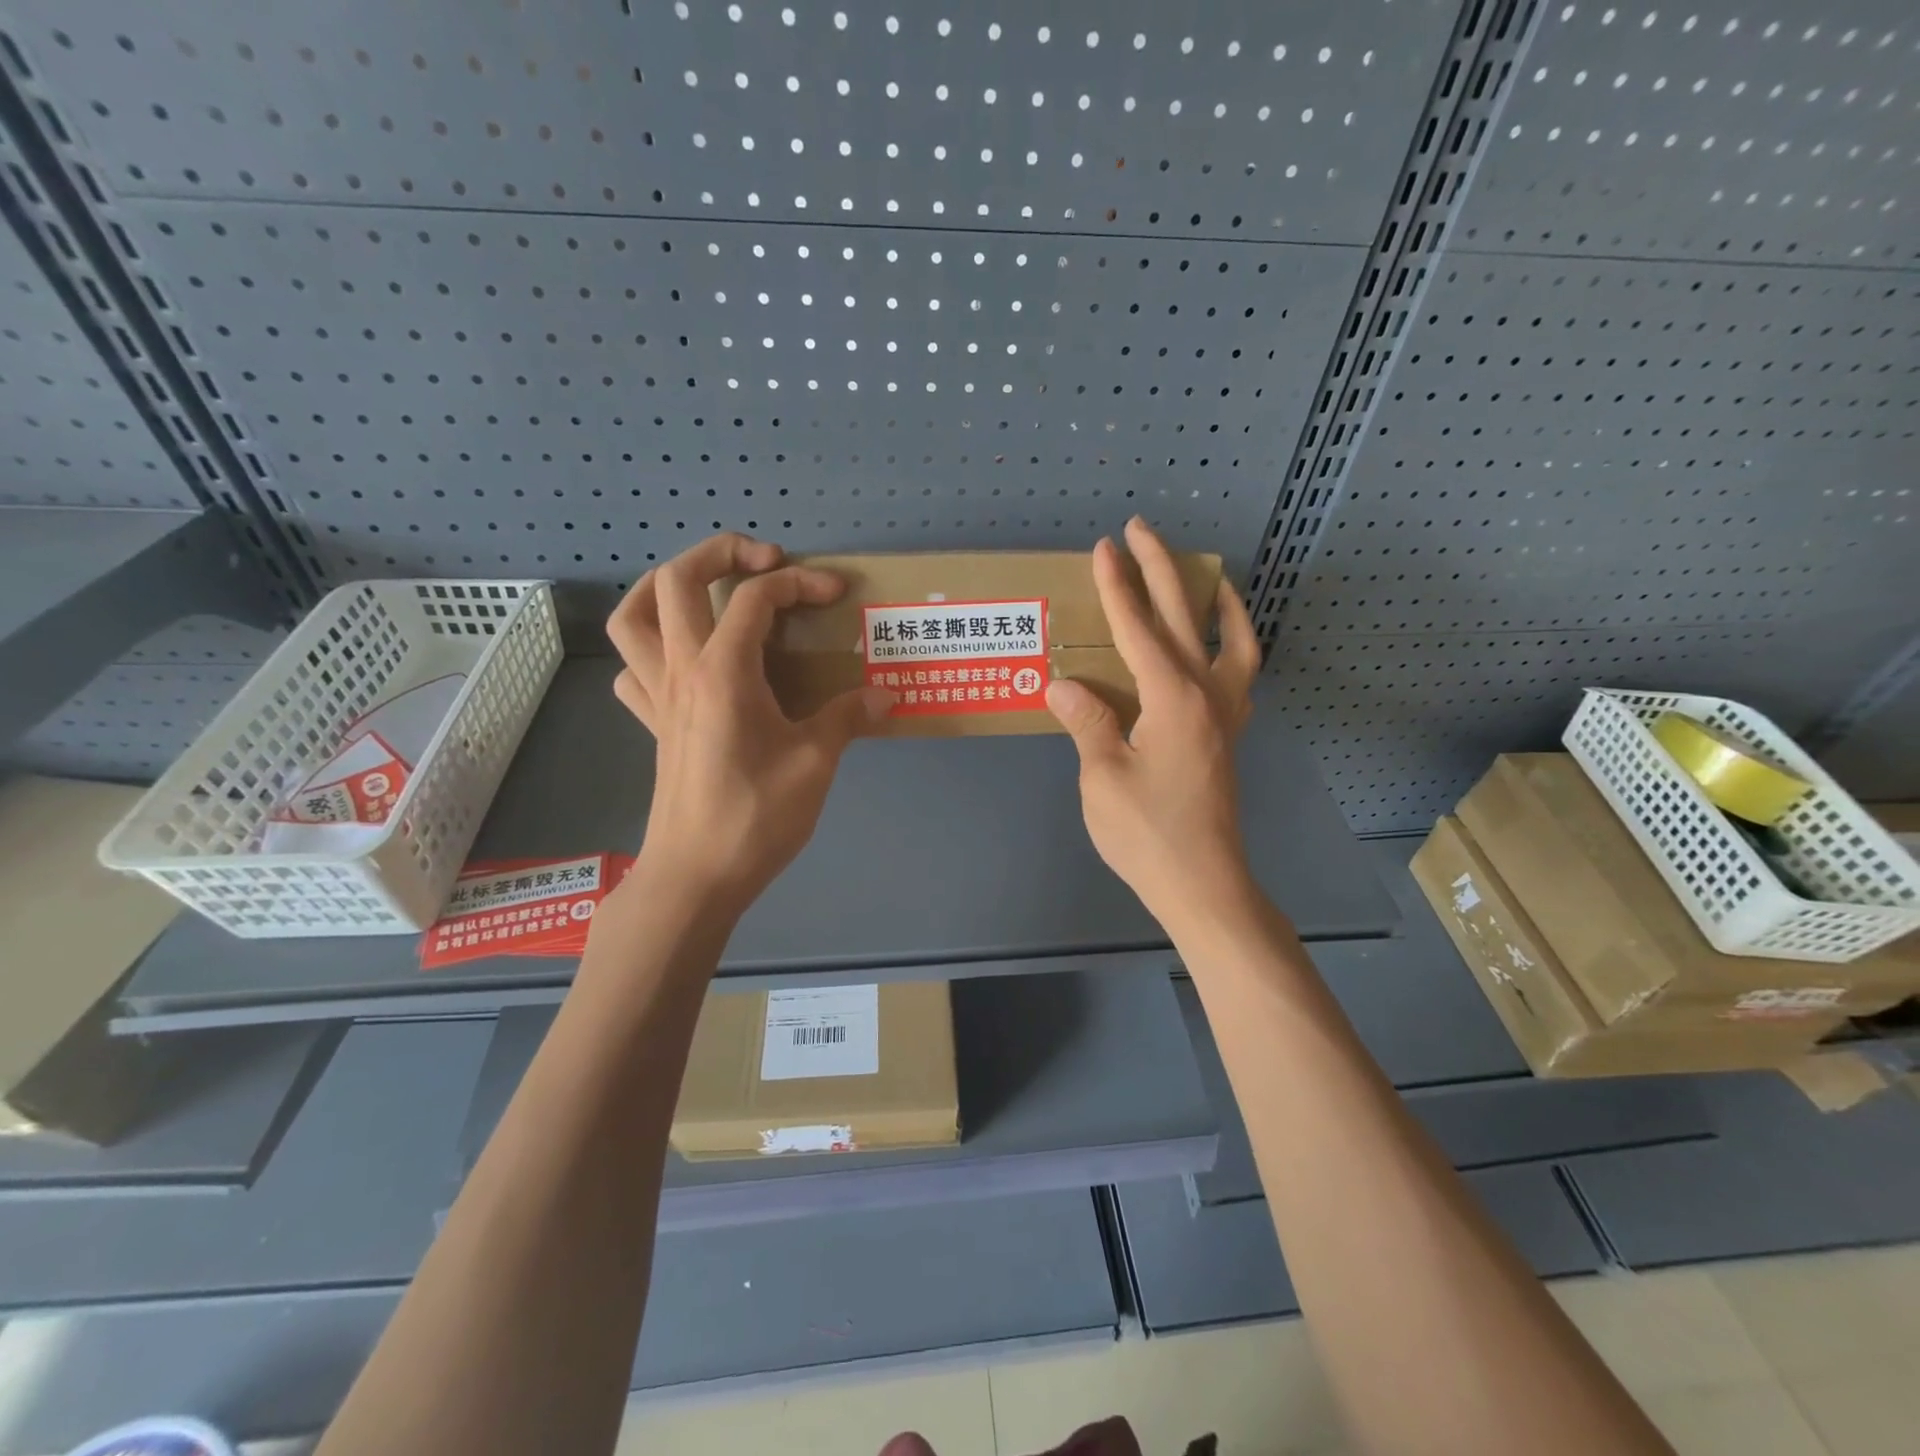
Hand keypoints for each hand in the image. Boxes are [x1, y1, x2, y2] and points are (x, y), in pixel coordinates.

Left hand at [606, 533, 892, 917]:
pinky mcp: (653, 724)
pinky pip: (633, 668)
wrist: (695, 876)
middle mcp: (681, 670)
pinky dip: (651, 646)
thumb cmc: (754, 818)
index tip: (836, 594)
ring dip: (665, 586)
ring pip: (633, 616)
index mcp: (722, 672)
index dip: (799, 582)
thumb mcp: (815, 764)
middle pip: (676, 580)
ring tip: (708, 590)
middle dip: (720, 552)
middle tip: (765, 559)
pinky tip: (686, 660)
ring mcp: (658, 696)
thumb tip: (882, 696)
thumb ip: (846, 719)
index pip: (755, 598)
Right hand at [1045, 518, 1262, 933]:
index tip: (1103, 548)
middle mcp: (1207, 694)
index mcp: (1173, 699)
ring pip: (1231, 640)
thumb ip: (1088, 723)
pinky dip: (1233, 643)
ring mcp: (1225, 714)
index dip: (1116, 587)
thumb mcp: (1103, 778)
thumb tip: (1063, 685)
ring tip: (1205, 575)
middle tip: (1140, 530)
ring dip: (1214, 600)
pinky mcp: (1228, 735)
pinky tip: (1215, 643)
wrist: (1204, 884)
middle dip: (1159, 568)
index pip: (1138, 629)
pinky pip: (1240, 673)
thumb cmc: (1148, 835)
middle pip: (1183, 617)